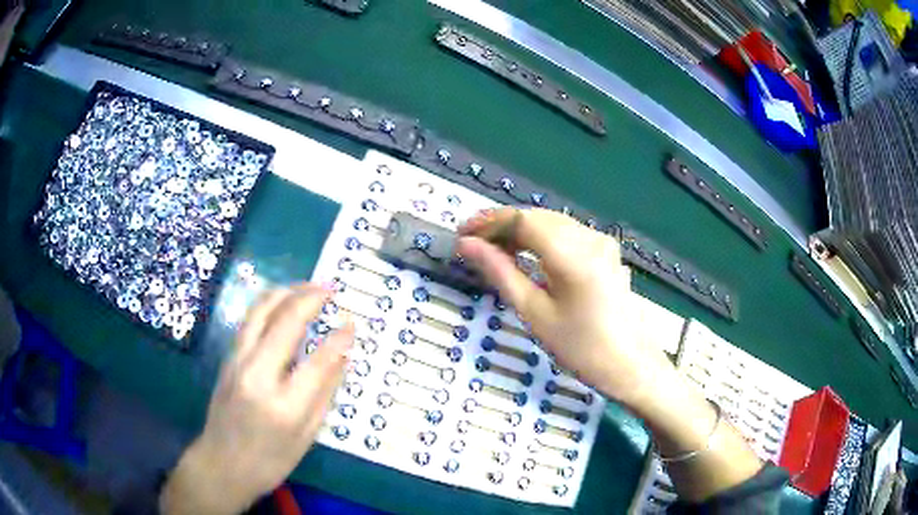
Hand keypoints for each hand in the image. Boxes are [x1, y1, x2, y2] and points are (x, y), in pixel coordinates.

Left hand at [161, 283, 353, 514]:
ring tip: (309, 286)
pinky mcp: (228, 357)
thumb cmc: (269, 460)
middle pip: (285, 321)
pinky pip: (249, 319)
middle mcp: (257, 374)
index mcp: (283, 405)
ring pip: (261, 310)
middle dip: (311, 298)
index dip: (340, 337)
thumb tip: (343, 357)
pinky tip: (282, 301)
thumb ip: (325, 394)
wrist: (221, 463)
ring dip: (287, 291)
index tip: (353, 323)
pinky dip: (269, 302)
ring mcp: (237, 361)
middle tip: (331, 288)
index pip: (318, 360)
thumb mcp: (306, 437)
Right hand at [457, 208, 671, 407]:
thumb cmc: (581, 348)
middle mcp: (590, 237)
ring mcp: (602, 242)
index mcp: (573, 254)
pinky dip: (542, 239)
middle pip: (537, 217)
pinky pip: (567, 234)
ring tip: (494, 251)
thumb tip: (467, 245)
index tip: (461, 234)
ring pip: (552, 223)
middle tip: (473, 245)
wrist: (630, 365)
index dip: (488, 222)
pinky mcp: (606, 251)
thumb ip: (501, 272)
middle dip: (502, 226)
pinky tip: (527, 255)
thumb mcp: (535, 313)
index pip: (522, 220)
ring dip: (521, 231)